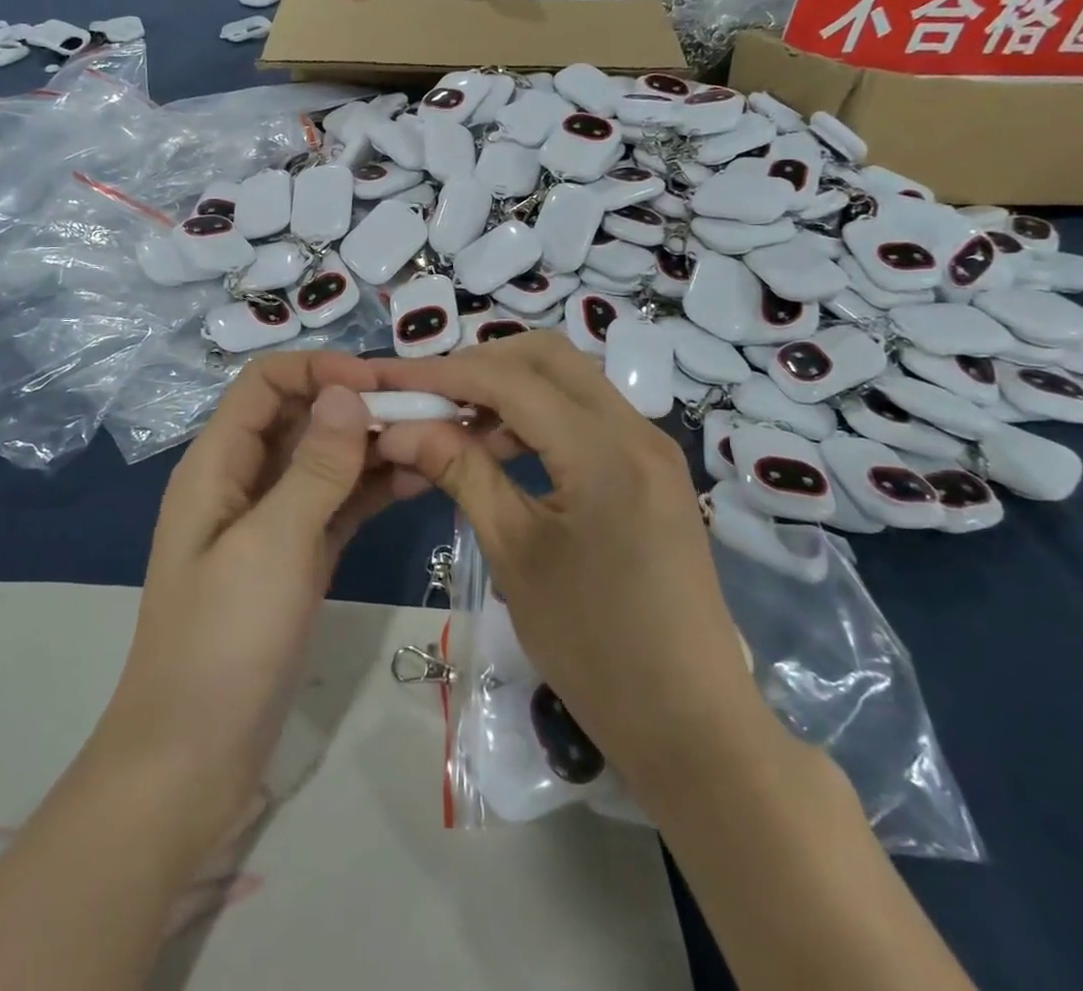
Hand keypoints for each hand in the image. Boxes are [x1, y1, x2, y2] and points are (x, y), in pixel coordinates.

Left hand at [92, 352, 421, 865]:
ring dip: (373, 445)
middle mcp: (244, 481)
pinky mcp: (298, 557)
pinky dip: (373, 488)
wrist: (193, 761)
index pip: (266, 384)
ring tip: (436, 440)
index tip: (379, 382)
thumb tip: (347, 391)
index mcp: (218, 464)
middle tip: (427, 411)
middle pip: (302, 416)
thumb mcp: (272, 545)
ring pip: (326, 460)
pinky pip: (339, 504)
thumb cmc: (224, 642)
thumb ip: (314, 467)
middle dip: (358, 404)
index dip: (319, 369)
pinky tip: (420, 479)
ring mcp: (273, 521)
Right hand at [368, 333, 772, 799]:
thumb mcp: (515, 554)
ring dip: (510, 391)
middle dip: (481, 366)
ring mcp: (651, 447)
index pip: (510, 380)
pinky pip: (588, 415)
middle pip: (547, 357)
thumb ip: (460, 472)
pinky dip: (539, 417)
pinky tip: (504, 452)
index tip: (391, 382)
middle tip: (429, 400)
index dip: (443, 374)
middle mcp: (636, 429)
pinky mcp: (653, 470)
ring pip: (570, 381)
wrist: (692, 725)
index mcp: (604, 450)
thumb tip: (399, 429)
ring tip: (458, 430)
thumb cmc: (595, 647)